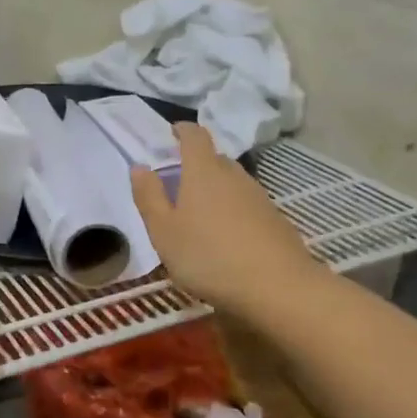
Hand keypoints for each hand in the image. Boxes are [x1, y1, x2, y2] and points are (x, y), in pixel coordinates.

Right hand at [130, 124, 319, 321]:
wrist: (277, 287)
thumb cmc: (207, 256)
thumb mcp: (163, 231)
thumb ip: (149, 197)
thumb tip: (140, 166)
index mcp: (203, 171)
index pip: (194, 136)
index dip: (182, 130)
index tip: (171, 133)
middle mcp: (233, 176)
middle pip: (214, 159)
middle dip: (195, 164)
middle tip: (177, 183)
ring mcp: (259, 197)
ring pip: (232, 183)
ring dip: (215, 190)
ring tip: (199, 214)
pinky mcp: (275, 219)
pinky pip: (247, 205)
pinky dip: (232, 211)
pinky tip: (226, 237)